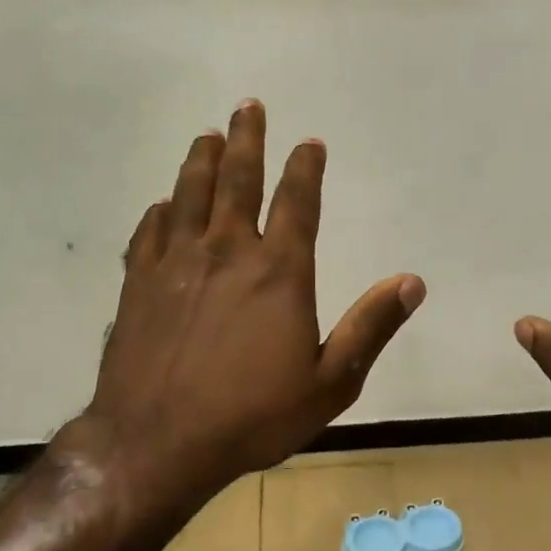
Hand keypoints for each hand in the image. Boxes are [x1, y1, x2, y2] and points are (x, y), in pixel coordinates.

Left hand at [59, 100, 424, 517]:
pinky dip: (160, 212)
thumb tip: (412, 282)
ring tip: (207, 135)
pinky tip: (163, 205)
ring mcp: (175, 265)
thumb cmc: (253, 417)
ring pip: (189, 195)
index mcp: (279, 272)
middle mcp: (227, 253)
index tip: (310, 143)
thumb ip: (370, 328)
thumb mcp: (331, 383)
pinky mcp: (137, 285)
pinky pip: (149, 232)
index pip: (297, 202)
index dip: (306, 168)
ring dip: (201, 161)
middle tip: (248, 108)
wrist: (158, 443)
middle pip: (237, 180)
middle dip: (247, 140)